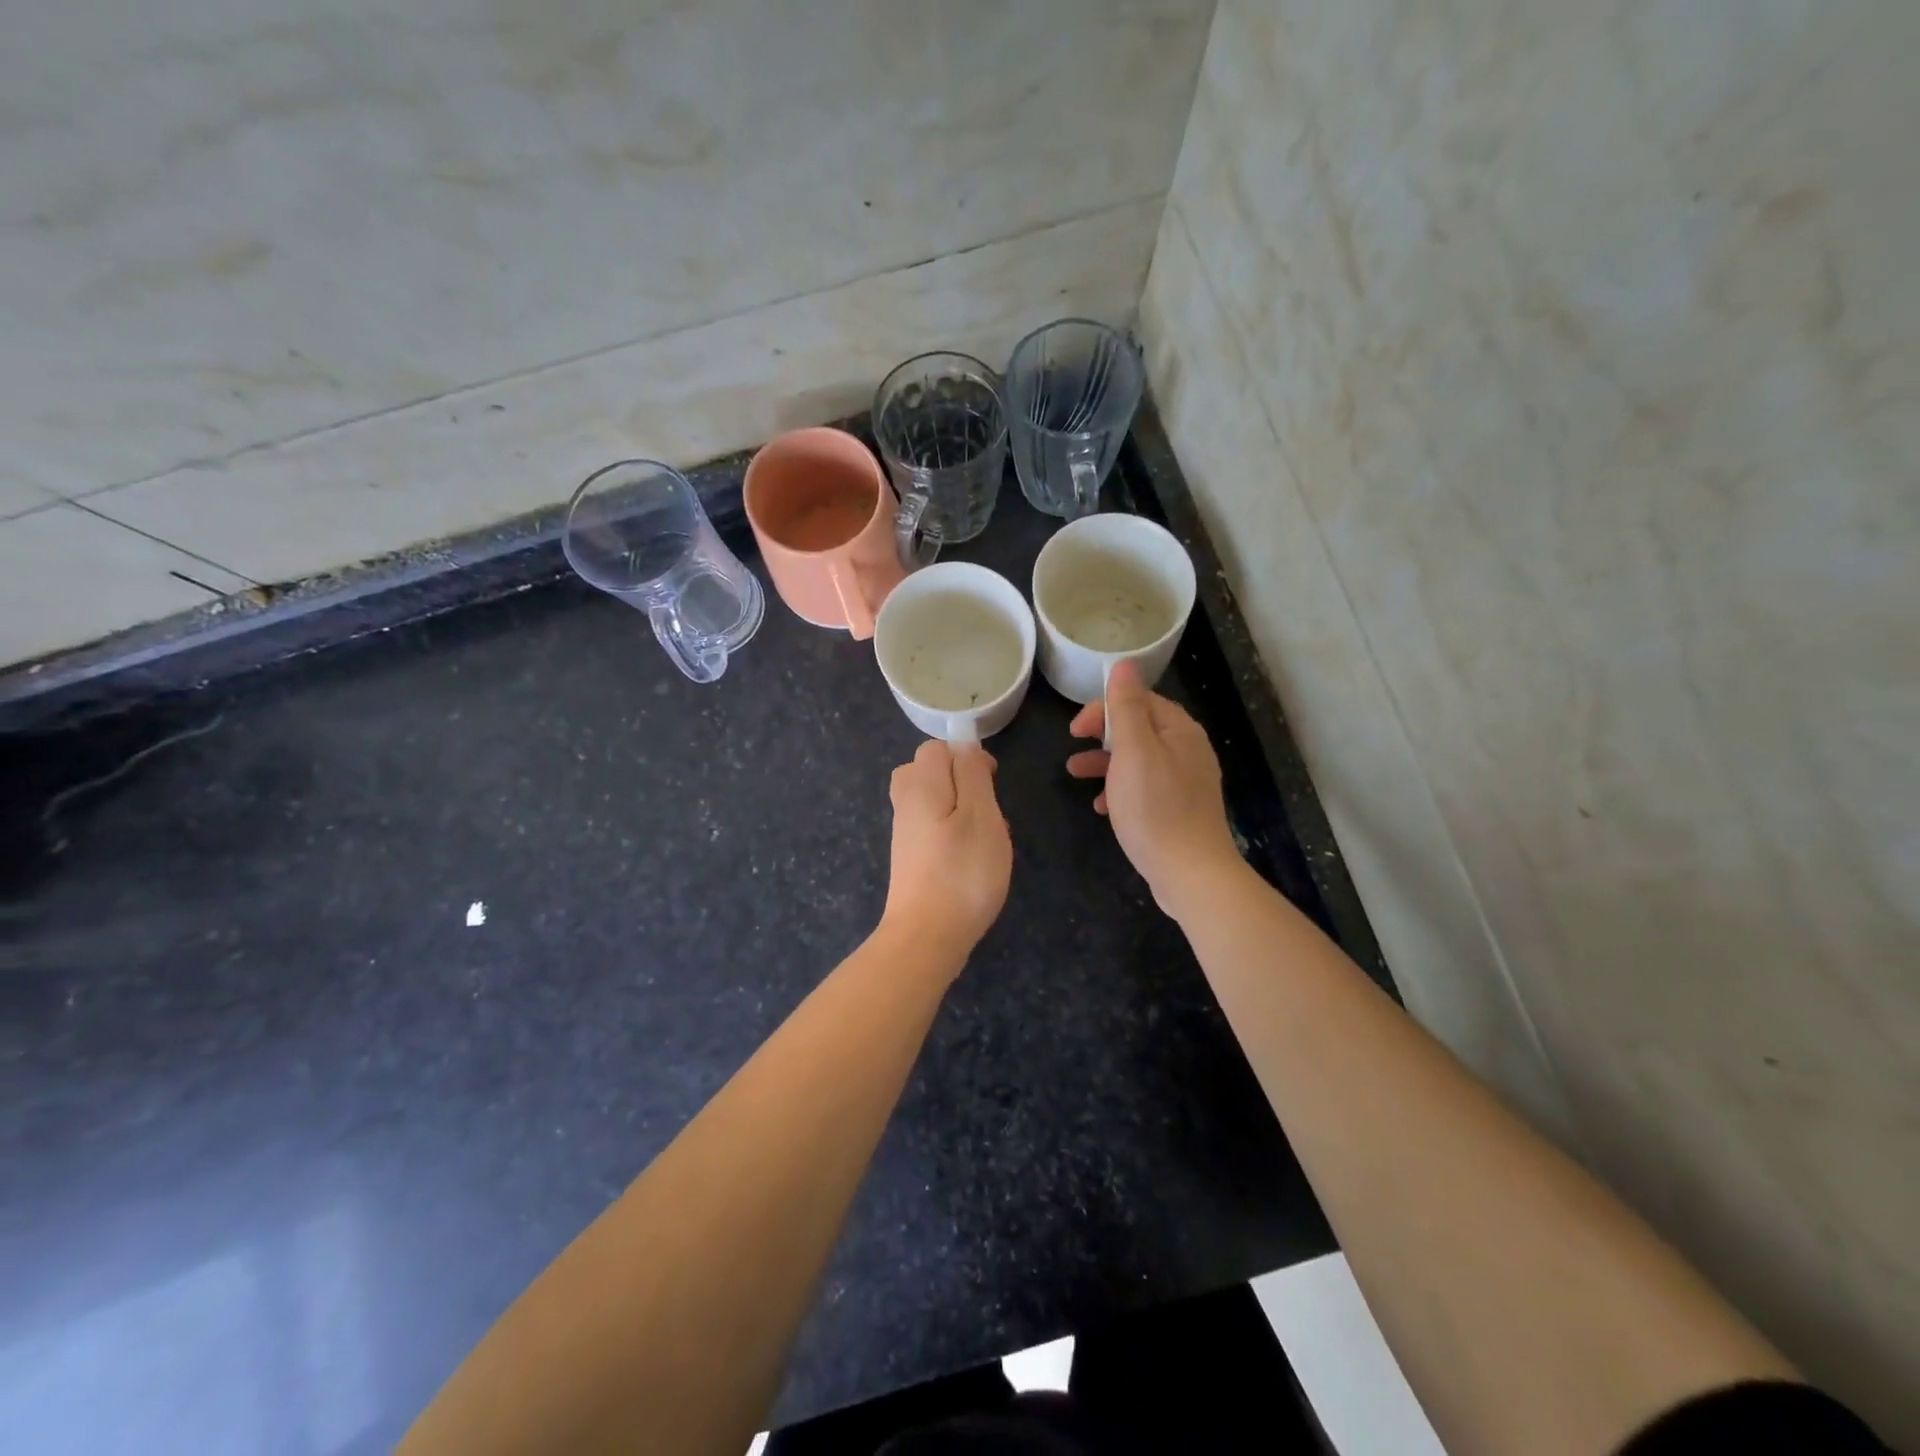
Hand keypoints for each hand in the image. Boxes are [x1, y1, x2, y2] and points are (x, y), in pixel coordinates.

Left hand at [881, 740, 1011, 956]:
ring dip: (961, 809)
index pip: (935, 748)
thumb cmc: (963, 871)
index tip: (992, 781)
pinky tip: (971, 858)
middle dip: (962, 781)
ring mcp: (905, 832)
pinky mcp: (909, 858)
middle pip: (928, 771)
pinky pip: (932, 827)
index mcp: (920, 785)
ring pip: (933, 800)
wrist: (927, 936)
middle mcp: (906, 803)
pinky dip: (952, 832)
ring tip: (985, 836)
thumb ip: (972, 773)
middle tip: (988, 809)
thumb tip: (964, 747)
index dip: (966, 756)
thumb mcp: (981, 814)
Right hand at [1067, 661, 1241, 917]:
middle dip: (1102, 735)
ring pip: (1139, 760)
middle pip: (1139, 729)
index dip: (1104, 708)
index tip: (1074, 730)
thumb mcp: (1133, 751)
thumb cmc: (1155, 808)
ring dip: (1106, 763)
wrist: (1190, 873)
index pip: (1139, 701)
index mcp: (1179, 731)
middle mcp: (1188, 750)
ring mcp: (1186, 782)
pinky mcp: (1180, 810)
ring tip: (1075, 775)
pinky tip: (1102, 807)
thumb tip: (1124, 664)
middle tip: (1073, 748)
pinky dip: (1121, 790)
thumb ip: (1126, 707)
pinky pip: (1146, 788)